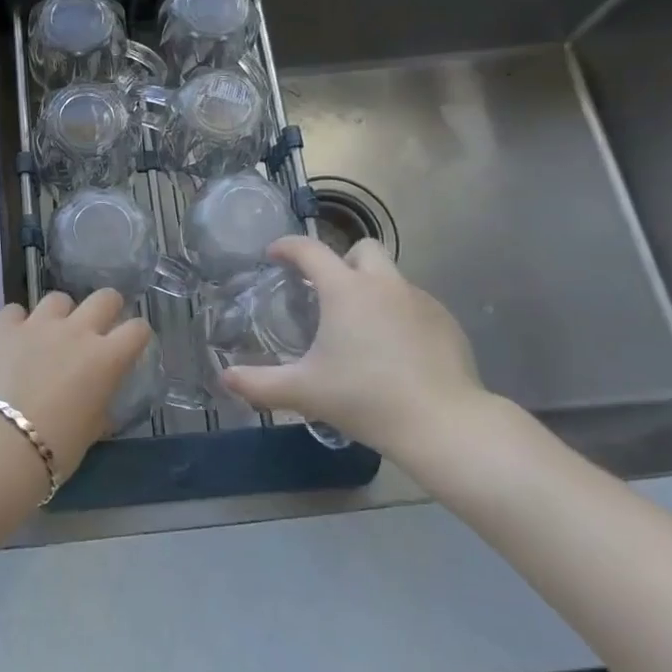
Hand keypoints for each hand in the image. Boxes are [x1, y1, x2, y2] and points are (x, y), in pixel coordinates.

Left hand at [0, 290, 151, 482]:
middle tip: (96, 328)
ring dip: (59, 315)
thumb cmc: (57, 447)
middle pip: (105, 297)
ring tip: (49, 335)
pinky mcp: (4, 327)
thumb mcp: (92, 429)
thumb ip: (99, 403)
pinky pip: (14, 312)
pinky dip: (16, 323)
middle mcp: (77, 331)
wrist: (1, 444)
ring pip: (58, 299)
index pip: (138, 329)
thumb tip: (96, 397)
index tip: (129, 345)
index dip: (136, 335)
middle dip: (106, 308)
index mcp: (106, 358)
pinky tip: (13, 341)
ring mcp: (39, 324)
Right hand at [221, 236, 496, 478]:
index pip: (309, 250)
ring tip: (362, 329)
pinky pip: (415, 304)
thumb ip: (259, 384)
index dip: (287, 247)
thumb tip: (225, 378)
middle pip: (362, 249)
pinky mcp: (447, 323)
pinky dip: (400, 315)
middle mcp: (384, 284)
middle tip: (328, 293)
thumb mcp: (304, 392)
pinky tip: (396, 351)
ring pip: (392, 278)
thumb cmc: (366, 399)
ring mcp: (420, 301)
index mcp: (345, 290)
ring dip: (372, 290)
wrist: (443, 424)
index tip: (274, 255)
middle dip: (342, 261)